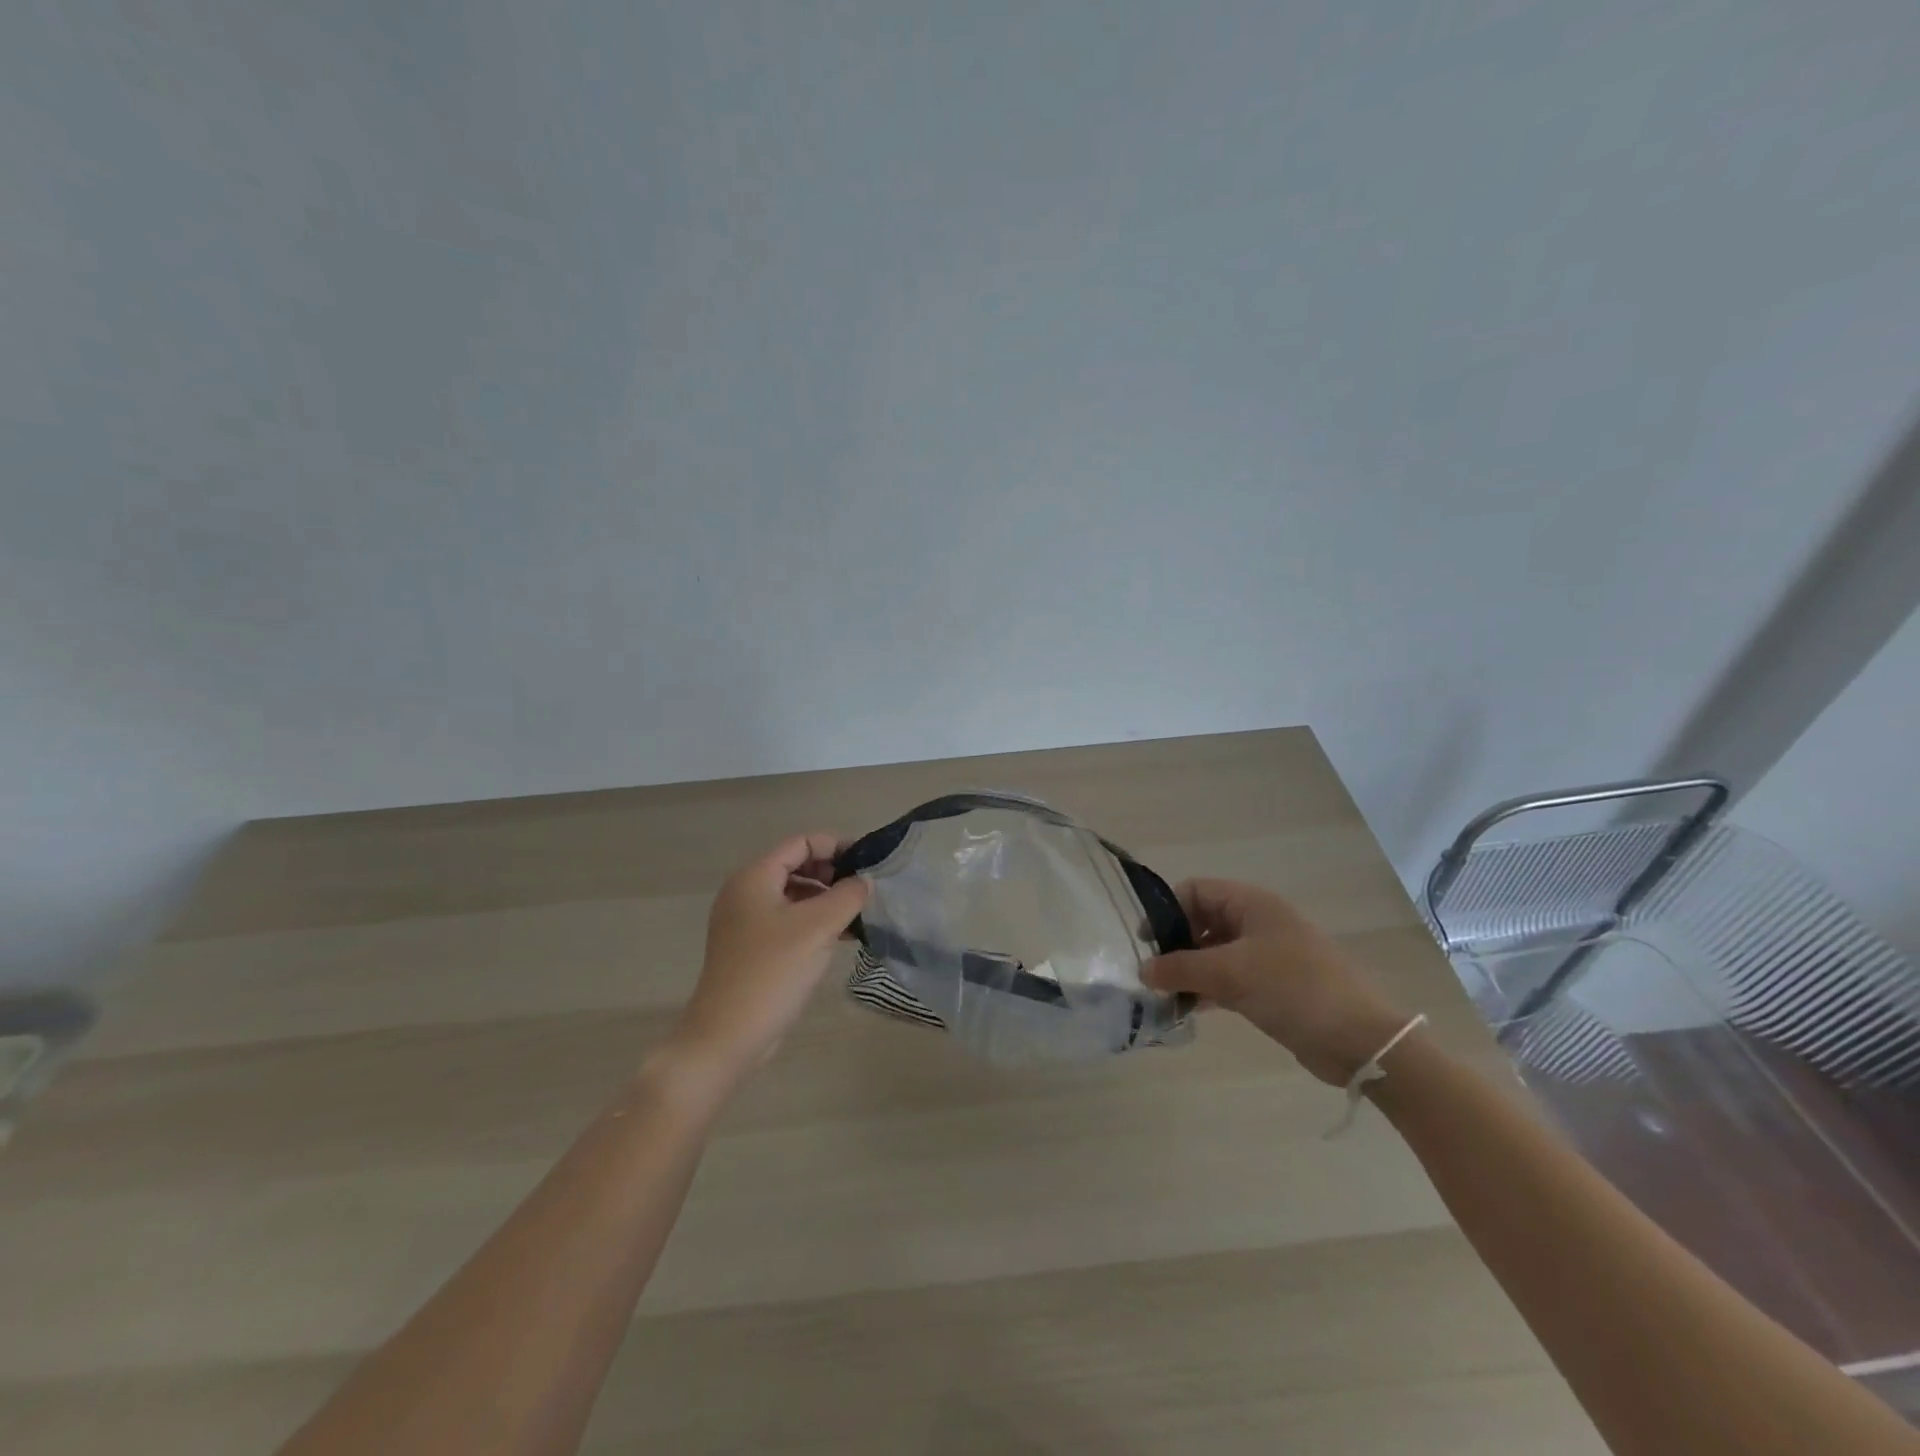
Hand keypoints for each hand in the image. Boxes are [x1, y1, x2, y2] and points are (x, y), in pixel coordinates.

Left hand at [665, 833, 870, 1083]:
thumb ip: (847, 896)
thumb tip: (865, 882)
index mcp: (754, 878)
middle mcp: (745, 893)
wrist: (727, 1036)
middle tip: (864, 890)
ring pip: (793, 895)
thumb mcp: (818, 928)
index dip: (835, 846)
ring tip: (858, 915)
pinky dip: (813, 922)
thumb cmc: (772, 972)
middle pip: (796, 866)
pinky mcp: (751, 948)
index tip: (868, 862)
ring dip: (826, 899)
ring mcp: (745, 922)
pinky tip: (840, 938)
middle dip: (832, 873)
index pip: (800, 843)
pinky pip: (788, 921)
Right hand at [1143, 879, 1410, 1085]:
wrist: (1360, 1040)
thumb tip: (1142, 970)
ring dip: (1189, 970)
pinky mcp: (1271, 987)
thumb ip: (1182, 968)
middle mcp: (1257, 923)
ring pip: (1214, 953)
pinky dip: (1207, 989)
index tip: (1145, 942)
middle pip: (1202, 921)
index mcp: (1252, 904)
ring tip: (1162, 994)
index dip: (1167, 910)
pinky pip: (1228, 979)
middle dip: (1175, 944)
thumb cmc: (1295, 988)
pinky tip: (1187, 1008)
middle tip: (1151, 972)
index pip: (1196, 890)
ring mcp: (1266, 955)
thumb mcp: (1232, 973)